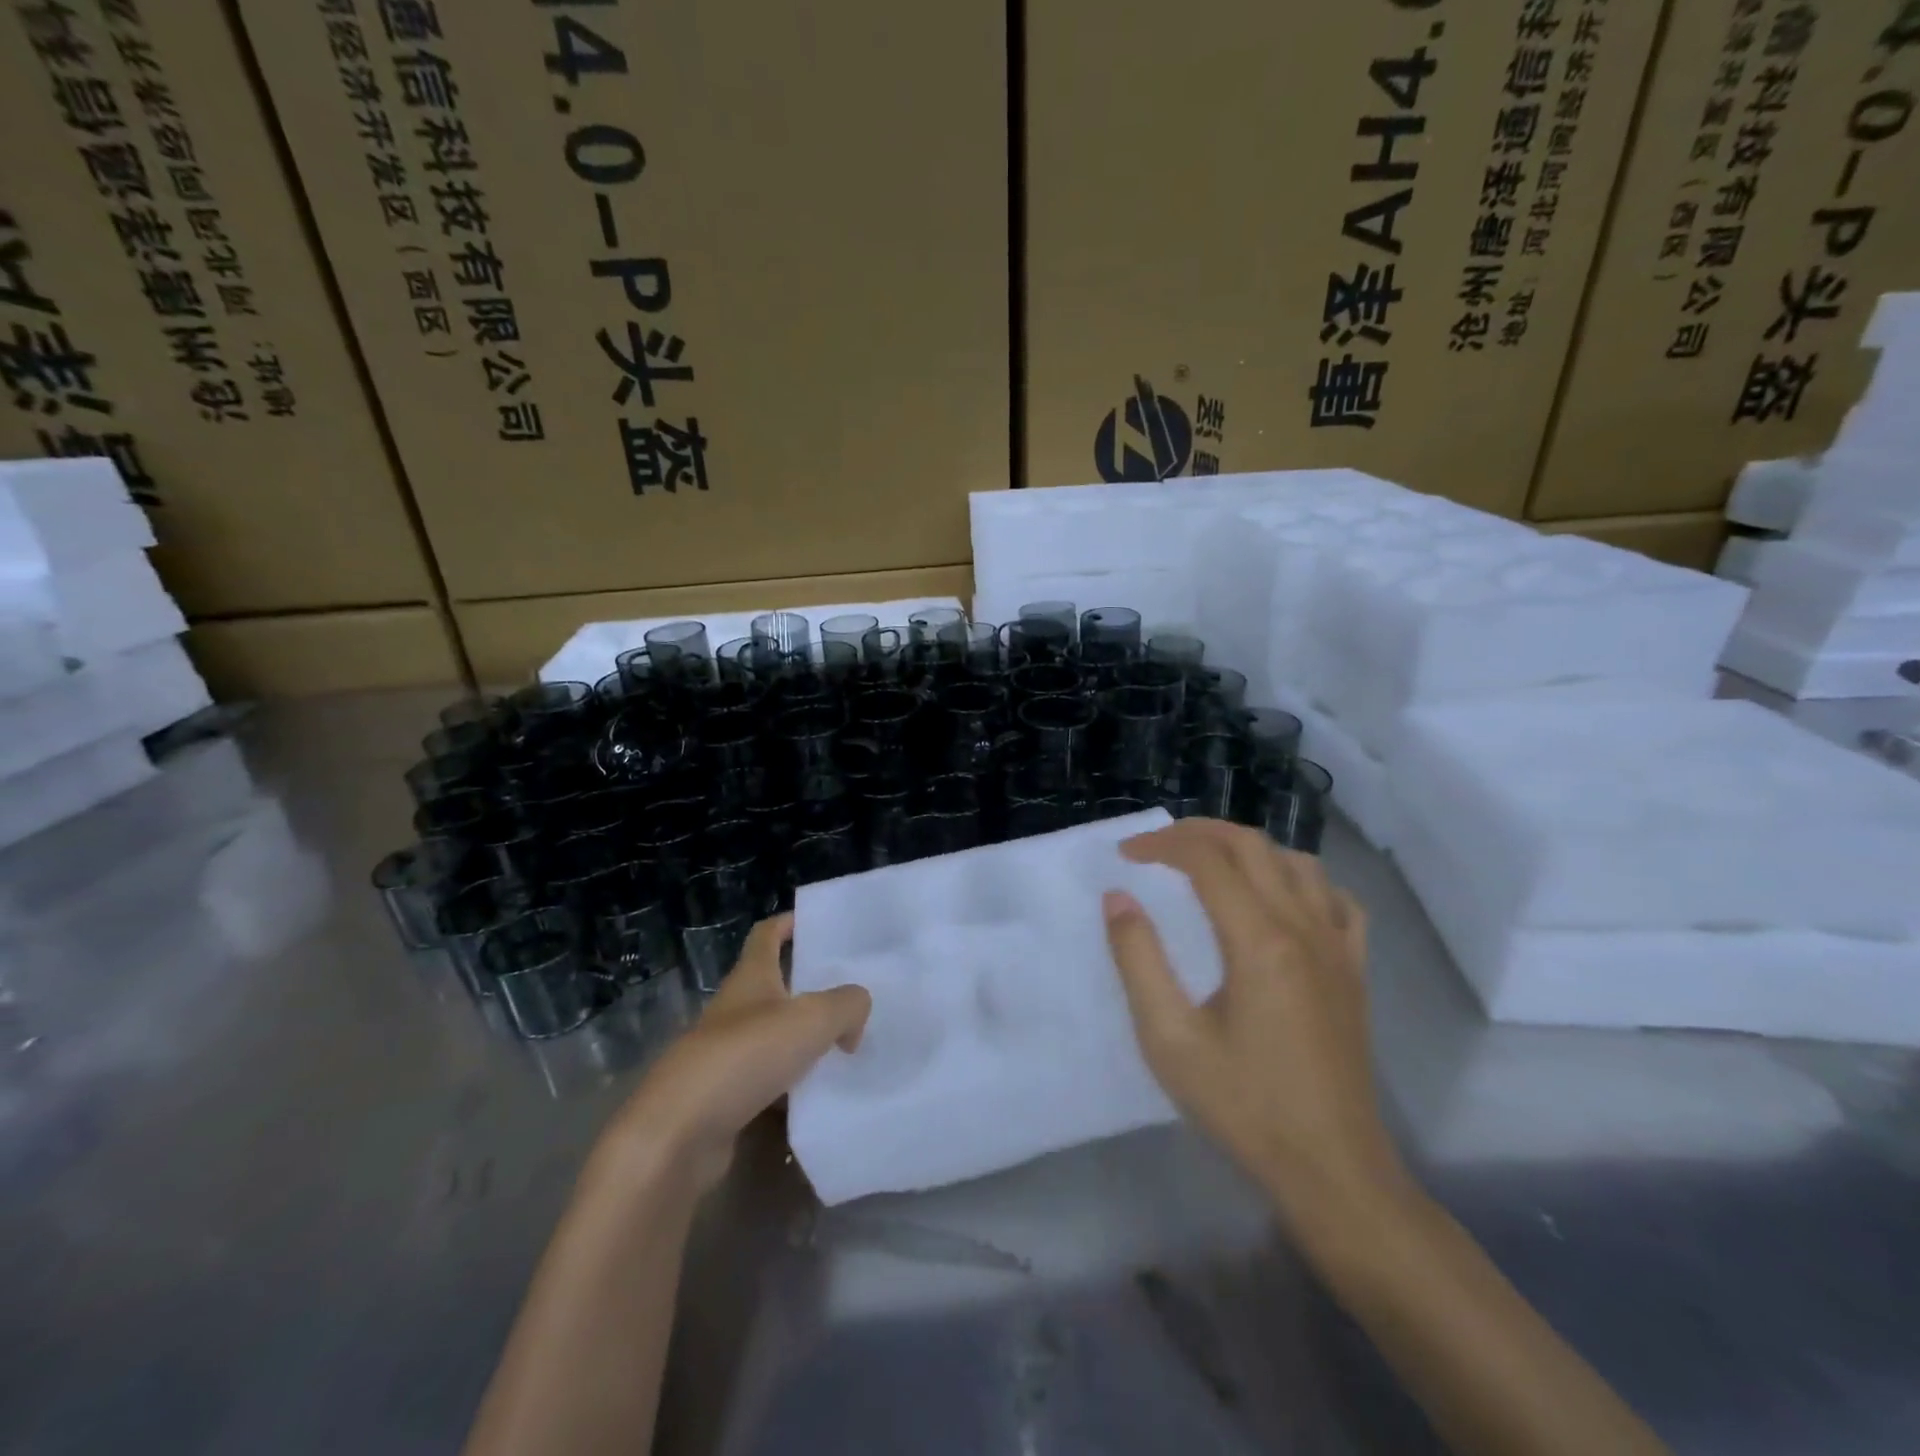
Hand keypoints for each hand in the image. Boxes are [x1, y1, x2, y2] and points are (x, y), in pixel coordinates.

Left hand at [604, 914, 870, 1191]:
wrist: (679, 1135)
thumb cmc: (745, 1056)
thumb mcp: (812, 1019)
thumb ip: (847, 1005)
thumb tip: (855, 1015)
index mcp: (751, 978)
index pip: (767, 935)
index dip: (790, 923)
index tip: (819, 924)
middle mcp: (736, 1010)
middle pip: (777, 988)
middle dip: (812, 989)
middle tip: (854, 994)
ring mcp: (727, 1056)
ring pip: (776, 1039)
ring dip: (807, 1042)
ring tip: (851, 1048)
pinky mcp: (726, 1099)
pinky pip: (770, 1084)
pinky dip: (795, 1088)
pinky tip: (824, 1097)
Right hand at [1103, 819, 1403, 1218]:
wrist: (1332, 1170)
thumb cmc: (1243, 1106)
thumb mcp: (1169, 1039)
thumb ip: (1139, 959)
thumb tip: (1118, 898)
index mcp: (1258, 940)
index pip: (1207, 859)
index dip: (1162, 844)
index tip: (1126, 855)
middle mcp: (1304, 927)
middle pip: (1252, 845)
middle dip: (1199, 833)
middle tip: (1157, 848)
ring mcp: (1338, 947)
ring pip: (1297, 862)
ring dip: (1248, 849)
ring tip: (1210, 864)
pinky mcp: (1355, 970)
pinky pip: (1336, 899)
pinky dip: (1301, 880)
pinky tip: (1280, 899)